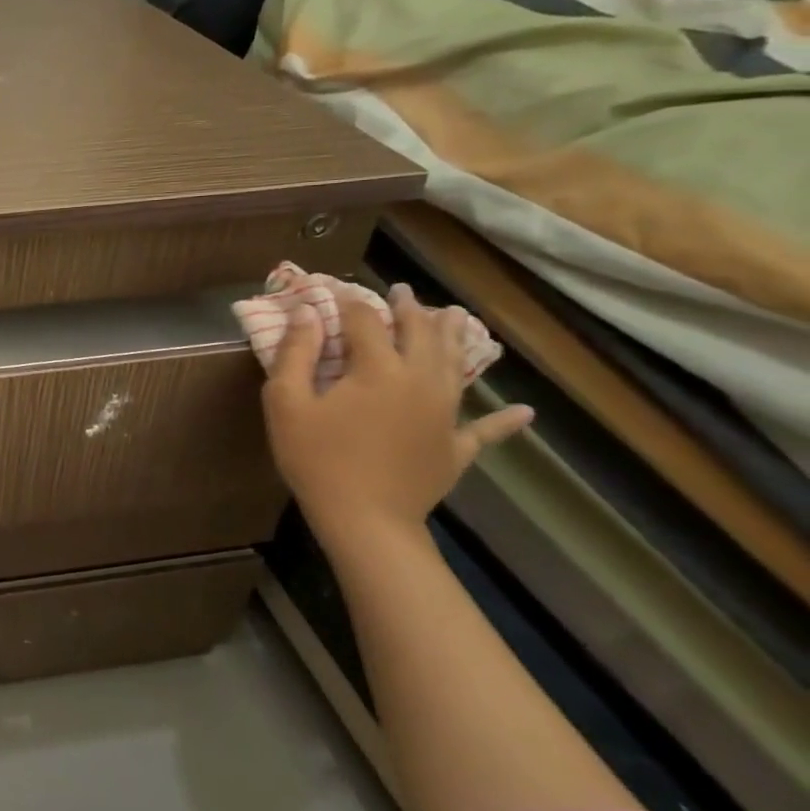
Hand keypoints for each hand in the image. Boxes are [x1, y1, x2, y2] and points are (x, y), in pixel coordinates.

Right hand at [260, 286, 532, 555]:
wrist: (365, 520)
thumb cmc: (316, 457)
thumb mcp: (286, 402)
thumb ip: (296, 353)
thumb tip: (309, 313)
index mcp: (377, 369)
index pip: (365, 321)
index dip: (350, 302)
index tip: (336, 290)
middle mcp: (419, 382)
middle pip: (420, 335)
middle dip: (410, 309)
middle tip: (403, 291)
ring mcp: (445, 415)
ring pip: (455, 366)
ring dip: (454, 339)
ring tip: (455, 316)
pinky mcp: (456, 448)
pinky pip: (486, 430)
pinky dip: (505, 420)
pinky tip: (524, 412)